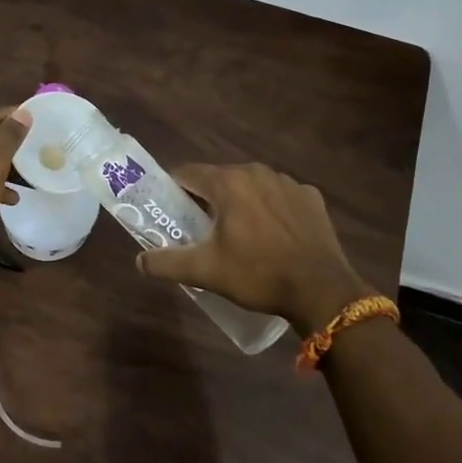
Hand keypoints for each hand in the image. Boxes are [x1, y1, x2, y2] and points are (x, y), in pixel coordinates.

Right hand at [135, 162, 373, 333]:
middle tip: (199, 228)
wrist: (321, 290)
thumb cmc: (258, 274)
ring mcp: (288, 183)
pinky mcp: (311, 198)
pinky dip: (270, 210)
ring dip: (240, 202)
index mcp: (229, 183)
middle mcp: (257, 172)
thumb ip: (167, 263)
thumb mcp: (206, 271)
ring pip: (251, 186)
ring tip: (238, 233)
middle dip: (207, 198)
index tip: (169, 209)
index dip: (174, 189)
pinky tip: (272, 235)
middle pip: (220, 178)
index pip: (188, 173)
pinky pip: (280, 197)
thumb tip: (139, 260)